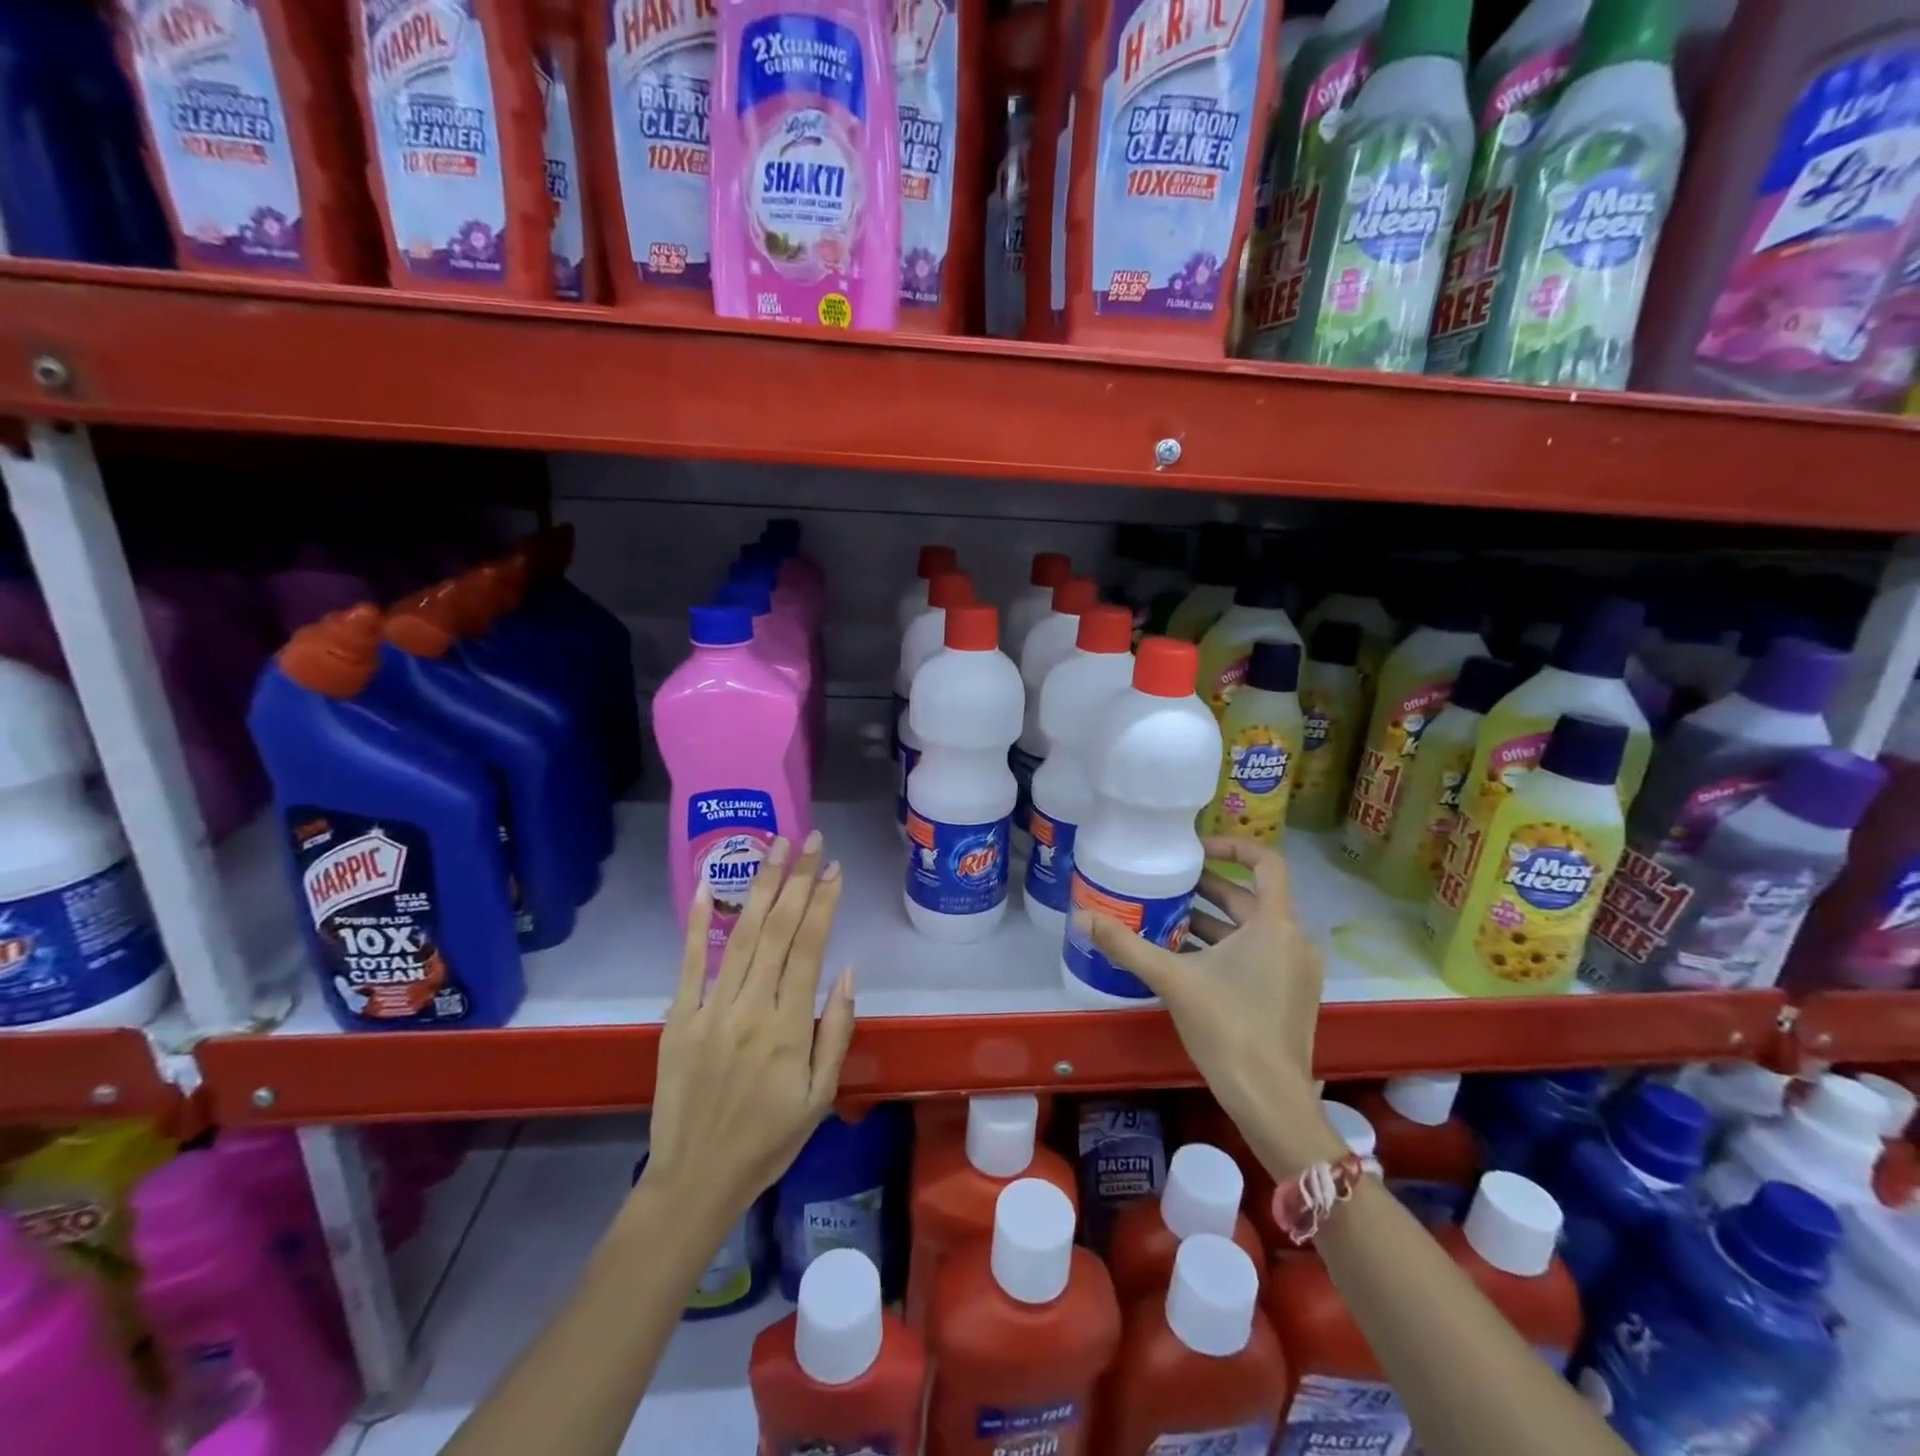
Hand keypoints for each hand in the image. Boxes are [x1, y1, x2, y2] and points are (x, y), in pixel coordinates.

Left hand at [642, 831, 856, 1222]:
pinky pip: (689, 960)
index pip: (809, 948)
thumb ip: (835, 1030)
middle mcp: (750, 1007)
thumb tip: (846, 970)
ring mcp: (709, 1009)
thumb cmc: (769, 1140)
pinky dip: (697, 920)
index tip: (834, 867)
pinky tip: (705, 883)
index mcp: (788, 1027)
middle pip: (777, 929)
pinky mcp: (678, 1017)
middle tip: (809, 838)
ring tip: (773, 846)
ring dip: (759, 885)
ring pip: (740, 934)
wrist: (695, 1178)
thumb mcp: (821, 1096)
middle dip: (796, 878)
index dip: (823, 903)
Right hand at [1079, 836, 1333, 1163]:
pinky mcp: (1291, 995)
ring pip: (1252, 929)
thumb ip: (1126, 945)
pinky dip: (1226, 948)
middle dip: (1207, 889)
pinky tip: (1186, 961)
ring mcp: (1296, 971)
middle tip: (1165, 885)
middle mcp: (1294, 940)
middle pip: (1250, 898)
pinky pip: (1258, 954)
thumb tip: (1081, 916)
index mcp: (1276, 925)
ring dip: (1212, 921)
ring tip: (1165, 920)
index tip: (1194, 850)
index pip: (1266, 863)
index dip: (1232, 847)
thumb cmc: (1227, 1028)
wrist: (1270, 1100)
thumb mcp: (1172, 980)